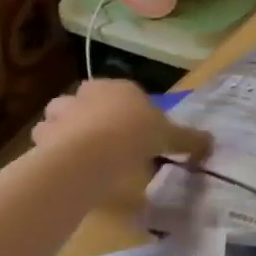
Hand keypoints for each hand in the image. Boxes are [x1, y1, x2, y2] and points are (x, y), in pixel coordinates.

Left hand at [30, 80, 210, 194]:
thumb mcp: (170, 136)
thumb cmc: (137, 134)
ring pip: (57, 118)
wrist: (96, 150)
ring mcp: (62, 112)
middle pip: (84, 101)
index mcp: (119, 87)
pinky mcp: (44, 134)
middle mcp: (88, 93)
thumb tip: (211, 142)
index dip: (124, 110)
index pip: (120, 92)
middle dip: (87, 116)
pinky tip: (63, 167)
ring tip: (76, 154)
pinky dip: (50, 151)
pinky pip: (45, 141)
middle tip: (101, 141)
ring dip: (62, 131)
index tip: (130, 131)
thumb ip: (188, 139)